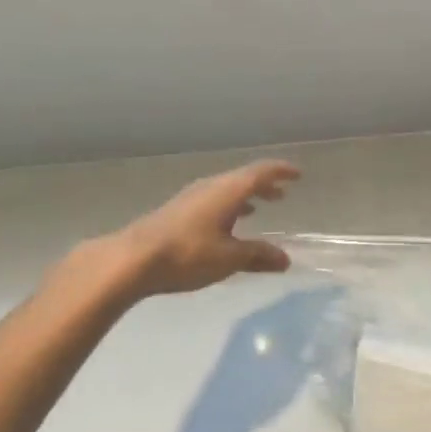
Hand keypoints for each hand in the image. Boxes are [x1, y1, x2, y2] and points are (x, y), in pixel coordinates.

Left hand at [91, 160, 299, 299]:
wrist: (133, 259)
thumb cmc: (188, 254)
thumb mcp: (229, 259)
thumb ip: (258, 256)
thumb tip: (285, 259)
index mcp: (229, 190)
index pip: (261, 172)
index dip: (281, 172)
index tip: (297, 175)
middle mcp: (212, 186)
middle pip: (243, 178)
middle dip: (264, 185)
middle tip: (282, 194)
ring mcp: (192, 196)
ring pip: (226, 189)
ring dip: (245, 196)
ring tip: (258, 208)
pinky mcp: (178, 210)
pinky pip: (212, 199)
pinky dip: (228, 206)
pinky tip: (225, 225)